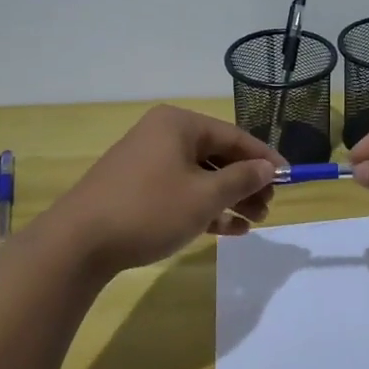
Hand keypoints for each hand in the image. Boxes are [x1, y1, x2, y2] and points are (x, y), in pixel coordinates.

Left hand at [42, 106, 285, 278]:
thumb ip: (241, 179)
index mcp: (179, 125)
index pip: (235, 136)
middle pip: (217, 156)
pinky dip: (204, 207)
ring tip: (253, 222)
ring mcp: (147, 162)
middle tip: (268, 208)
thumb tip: (268, 168)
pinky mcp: (136, 189)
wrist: (78, 244)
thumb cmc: (149, 210)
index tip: (290, 179)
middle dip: (246, 183)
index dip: (265, 158)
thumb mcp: (204, 196)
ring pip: (200, 176)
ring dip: (229, 198)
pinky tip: (229, 230)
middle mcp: (163, 135)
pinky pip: (181, 191)